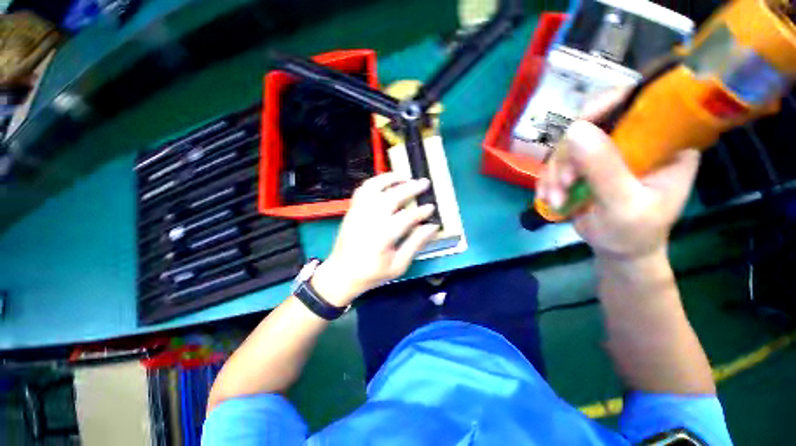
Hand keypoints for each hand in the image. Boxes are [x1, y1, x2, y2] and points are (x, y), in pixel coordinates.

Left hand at [311, 173, 439, 305]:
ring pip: (374, 188)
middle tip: (424, 182)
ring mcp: (358, 213)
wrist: (341, 274)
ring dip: (391, 179)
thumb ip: (415, 244)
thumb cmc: (372, 273)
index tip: (431, 207)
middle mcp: (369, 221)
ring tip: (405, 176)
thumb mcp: (398, 265)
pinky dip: (374, 182)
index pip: (406, 217)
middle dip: (410, 188)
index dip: (421, 211)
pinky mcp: (351, 211)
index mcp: (382, 238)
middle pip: (392, 197)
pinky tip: (385, 182)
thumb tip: (432, 227)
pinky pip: (362, 190)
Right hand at [537, 94, 700, 261]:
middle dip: (569, 156)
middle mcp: (636, 140)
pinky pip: (557, 162)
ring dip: (555, 173)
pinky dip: (548, 179)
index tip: (574, 130)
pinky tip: (548, 197)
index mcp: (664, 142)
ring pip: (567, 145)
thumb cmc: (634, 232)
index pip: (639, 102)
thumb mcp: (624, 204)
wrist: (618, 249)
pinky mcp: (585, 165)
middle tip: (564, 184)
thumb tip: (574, 128)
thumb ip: (604, 168)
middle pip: (592, 124)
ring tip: (555, 198)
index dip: (605, 105)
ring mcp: (607, 152)